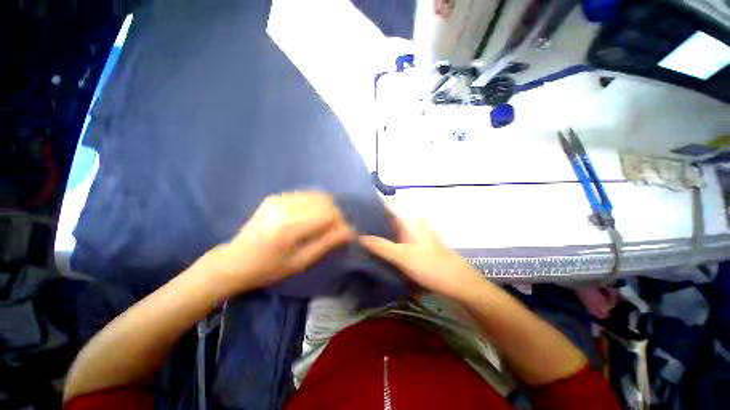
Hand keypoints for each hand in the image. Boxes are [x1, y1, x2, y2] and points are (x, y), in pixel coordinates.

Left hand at [201, 191, 353, 294]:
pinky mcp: (276, 196)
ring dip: (328, 208)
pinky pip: (305, 194)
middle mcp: (285, 206)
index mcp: (290, 226)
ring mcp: (279, 198)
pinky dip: (316, 204)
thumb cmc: (269, 268)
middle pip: (325, 201)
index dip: (342, 222)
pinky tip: (314, 216)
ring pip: (317, 195)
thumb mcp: (301, 262)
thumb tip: (350, 232)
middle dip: (337, 214)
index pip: (328, 213)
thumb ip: (327, 243)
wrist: (234, 261)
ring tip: (328, 223)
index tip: (347, 233)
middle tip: (338, 229)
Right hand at [359, 208, 484, 300]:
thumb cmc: (431, 266)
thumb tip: (359, 236)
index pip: (387, 206)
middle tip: (353, 226)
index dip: (371, 206)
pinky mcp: (416, 244)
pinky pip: (397, 238)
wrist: (459, 283)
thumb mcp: (402, 256)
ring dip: (378, 231)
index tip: (354, 210)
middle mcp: (411, 223)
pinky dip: (386, 240)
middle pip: (388, 217)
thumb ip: (381, 246)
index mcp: (409, 220)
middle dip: (371, 221)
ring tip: (360, 235)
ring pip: (392, 228)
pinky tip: (377, 247)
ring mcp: (414, 234)